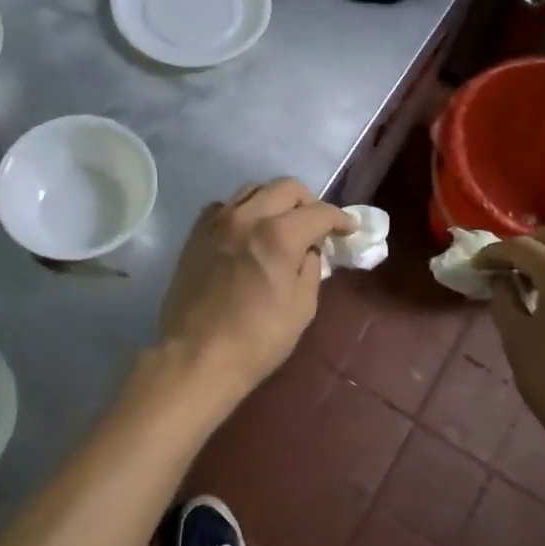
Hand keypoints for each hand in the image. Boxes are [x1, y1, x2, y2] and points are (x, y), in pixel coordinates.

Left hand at [159, 179, 353, 393]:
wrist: (197, 357)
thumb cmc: (257, 339)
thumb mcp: (302, 307)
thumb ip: (311, 267)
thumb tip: (309, 249)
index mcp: (279, 235)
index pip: (319, 212)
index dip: (340, 219)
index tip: (348, 230)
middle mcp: (247, 217)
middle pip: (286, 188)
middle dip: (309, 202)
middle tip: (316, 225)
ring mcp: (217, 222)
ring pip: (253, 190)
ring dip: (274, 201)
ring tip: (281, 224)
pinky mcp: (196, 234)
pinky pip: (224, 206)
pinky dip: (242, 211)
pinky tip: (246, 232)